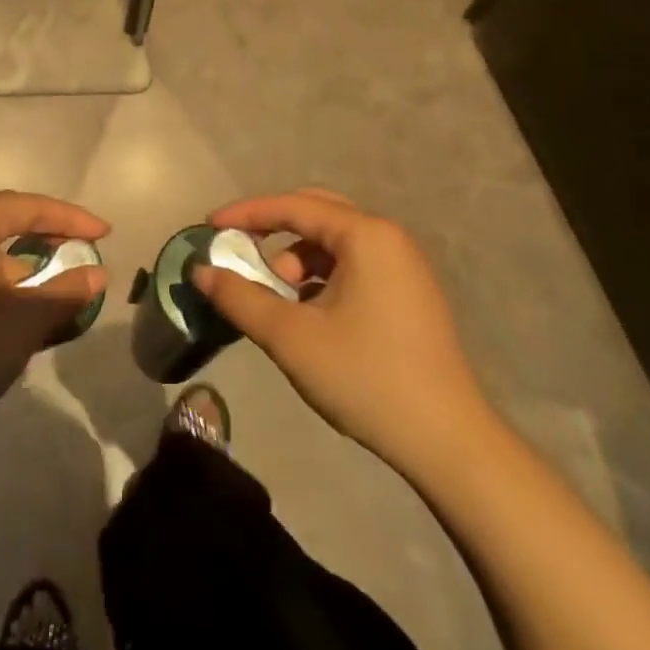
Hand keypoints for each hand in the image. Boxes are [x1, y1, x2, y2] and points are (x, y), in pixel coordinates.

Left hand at [0, 191, 108, 440]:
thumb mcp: (24, 320)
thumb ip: (66, 292)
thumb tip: (99, 273)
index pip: (30, 207)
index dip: (72, 219)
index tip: (106, 233)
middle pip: (8, 225)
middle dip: (50, 242)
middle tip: (84, 255)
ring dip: (28, 272)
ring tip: (61, 292)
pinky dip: (3, 289)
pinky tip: (23, 317)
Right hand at [192, 187, 495, 474]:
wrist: (448, 443)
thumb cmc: (366, 378)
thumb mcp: (292, 338)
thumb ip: (240, 298)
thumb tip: (201, 271)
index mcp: (365, 235)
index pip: (293, 206)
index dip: (247, 213)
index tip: (210, 226)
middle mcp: (388, 237)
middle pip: (317, 213)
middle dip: (273, 230)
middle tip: (240, 251)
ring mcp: (404, 265)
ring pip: (336, 241)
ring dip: (298, 258)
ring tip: (277, 297)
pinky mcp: (410, 292)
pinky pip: (355, 264)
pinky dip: (322, 275)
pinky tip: (308, 312)